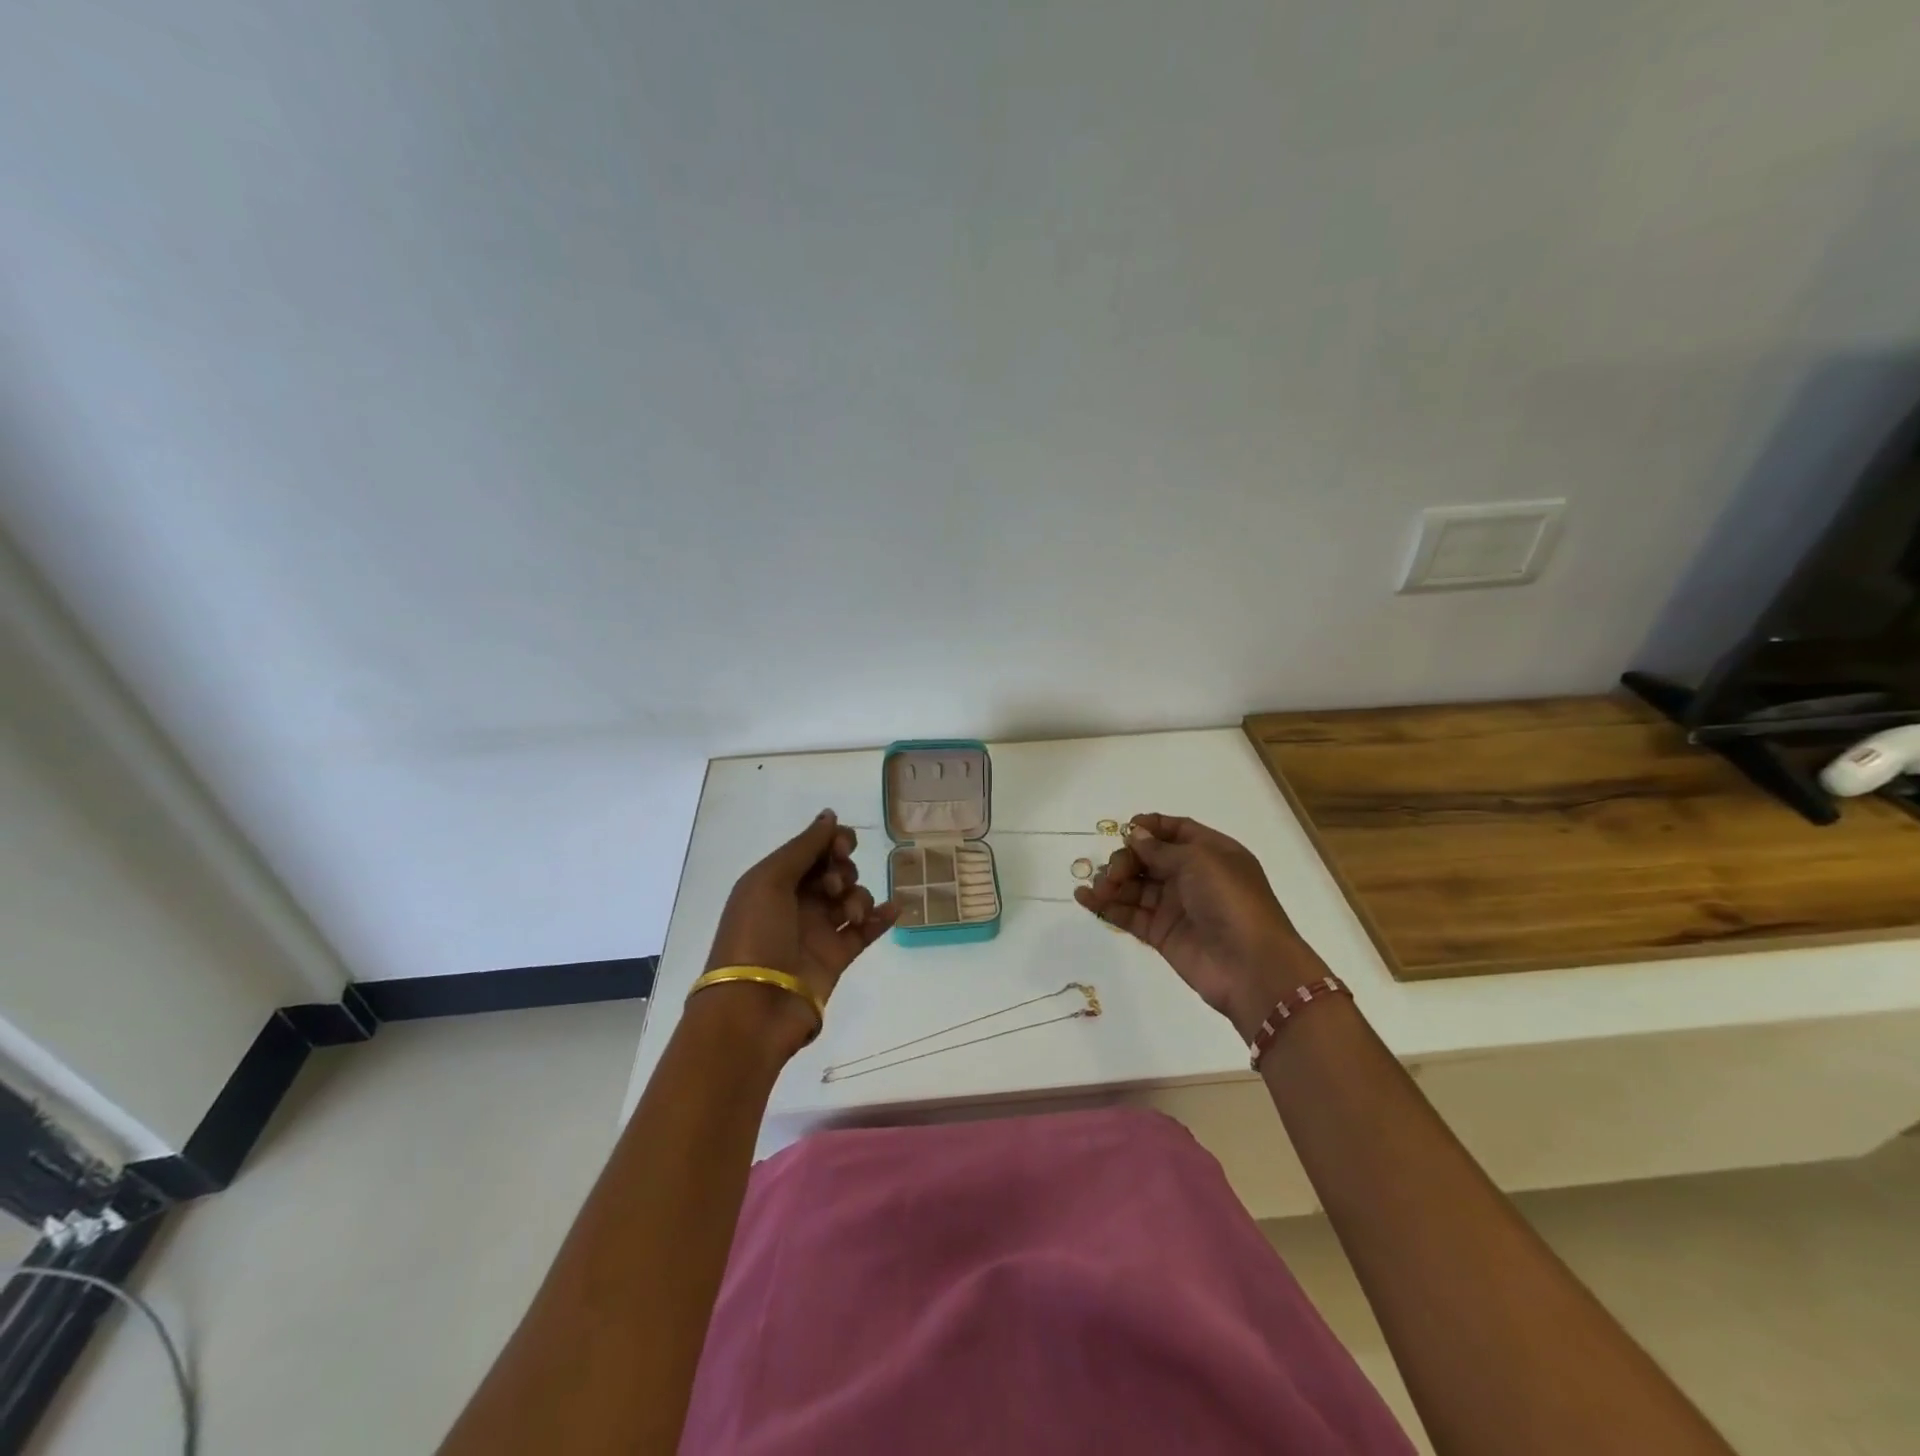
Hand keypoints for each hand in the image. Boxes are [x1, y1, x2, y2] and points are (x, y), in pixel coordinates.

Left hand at [703, 810, 897, 1050]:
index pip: (811, 850)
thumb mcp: (770, 881)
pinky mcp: (836, 957)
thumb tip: (829, 815)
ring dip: (858, 897)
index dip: (831, 842)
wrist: (754, 1007)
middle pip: (834, 871)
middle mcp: (796, 902)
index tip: (841, 847)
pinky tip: (894, 909)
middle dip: (842, 870)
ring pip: (852, 898)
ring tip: (850, 915)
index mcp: (774, 881)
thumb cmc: (755, 935)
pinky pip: (866, 930)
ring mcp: (817, 930)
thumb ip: (804, 846)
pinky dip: (881, 917)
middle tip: (833, 886)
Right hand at [1075, 813, 1324, 1040]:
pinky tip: (1085, 898)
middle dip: (1127, 859)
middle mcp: (1193, 877)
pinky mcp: (1161, 934)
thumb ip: (1162, 850)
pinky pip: (1130, 914)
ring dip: (1113, 882)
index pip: (1177, 831)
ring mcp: (1176, 907)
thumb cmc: (1231, 901)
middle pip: (1150, 858)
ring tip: (1097, 888)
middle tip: (1115, 872)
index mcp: (1211, 853)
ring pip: (1136, 886)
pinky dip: (1107, 906)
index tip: (1126, 828)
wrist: (1251, 966)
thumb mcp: (1199, 861)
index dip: (1151, 827)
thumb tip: (1136, 835)